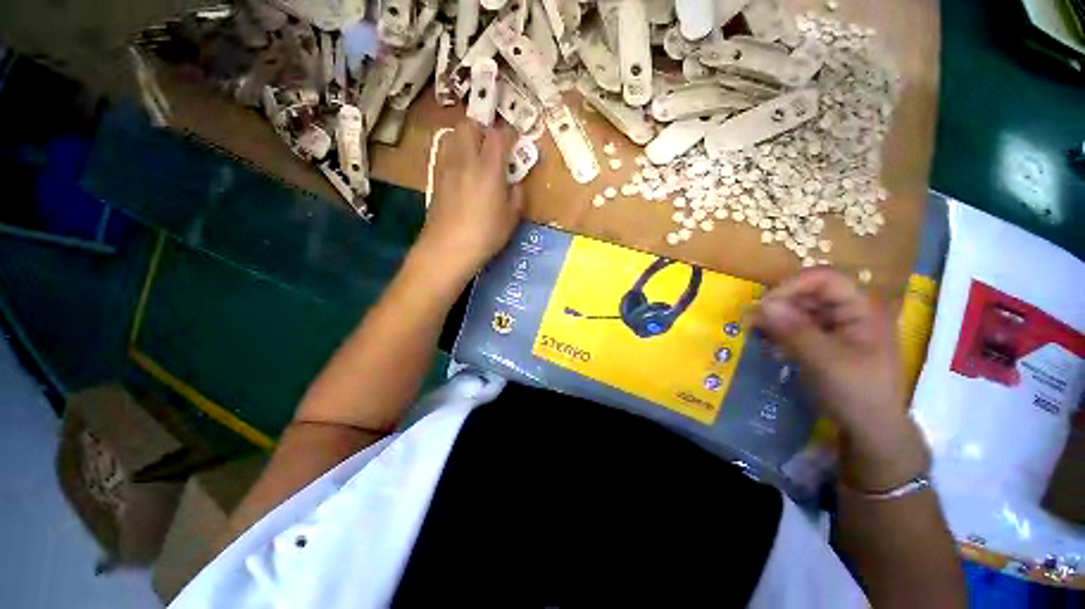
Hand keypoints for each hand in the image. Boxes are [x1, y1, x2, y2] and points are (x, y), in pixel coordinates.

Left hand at [418, 120, 523, 276]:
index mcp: (489, 168)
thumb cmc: (485, 234)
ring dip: (466, 138)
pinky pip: (444, 152)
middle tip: (493, 147)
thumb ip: (517, 194)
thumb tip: (514, 183)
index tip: (515, 143)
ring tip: (476, 156)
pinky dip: (455, 152)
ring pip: (453, 134)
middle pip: (470, 125)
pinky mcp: (435, 177)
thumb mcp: (512, 217)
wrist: (448, 248)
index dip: (508, 135)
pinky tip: (462, 171)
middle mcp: (465, 159)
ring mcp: (446, 166)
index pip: (498, 135)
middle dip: (483, 129)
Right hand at [748, 268, 928, 490]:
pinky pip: (796, 325)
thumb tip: (762, 304)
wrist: (870, 428)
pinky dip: (779, 330)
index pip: (824, 279)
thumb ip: (794, 330)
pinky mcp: (823, 339)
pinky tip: (767, 342)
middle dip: (778, 304)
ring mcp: (836, 325)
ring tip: (755, 332)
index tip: (765, 305)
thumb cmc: (857, 392)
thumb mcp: (825, 361)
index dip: (792, 286)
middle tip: (752, 321)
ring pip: (799, 308)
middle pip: (808, 292)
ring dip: (775, 318)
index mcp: (862, 308)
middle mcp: (849, 310)